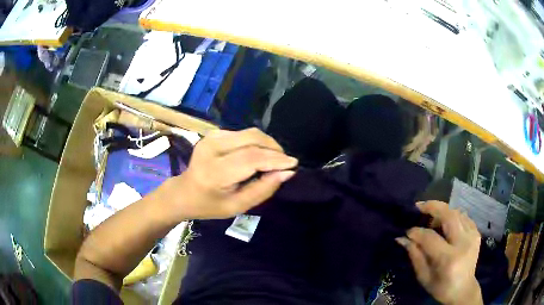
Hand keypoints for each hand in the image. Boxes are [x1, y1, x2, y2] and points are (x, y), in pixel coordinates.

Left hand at [163, 128, 297, 219]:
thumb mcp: (238, 206)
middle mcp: (211, 148)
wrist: (184, 192)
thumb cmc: (210, 205)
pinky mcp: (213, 133)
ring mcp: (211, 137)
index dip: (275, 159)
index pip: (251, 158)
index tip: (293, 163)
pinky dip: (256, 143)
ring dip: (267, 144)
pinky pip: (243, 134)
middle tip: (285, 162)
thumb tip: (287, 172)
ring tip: (274, 159)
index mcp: (214, 172)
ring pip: (250, 133)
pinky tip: (257, 155)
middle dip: (274, 149)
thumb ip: (263, 189)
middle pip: (252, 139)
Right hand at [396, 201, 482, 304]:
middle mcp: (463, 243)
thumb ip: (415, 255)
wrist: (463, 289)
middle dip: (432, 207)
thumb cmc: (441, 288)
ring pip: (456, 213)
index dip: (417, 232)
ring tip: (432, 218)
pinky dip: (452, 216)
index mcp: (449, 259)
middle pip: (449, 215)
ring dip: (442, 212)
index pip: (431, 238)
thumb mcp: (424, 276)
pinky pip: (463, 217)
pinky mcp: (476, 233)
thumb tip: (402, 238)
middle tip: (419, 206)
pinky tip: (445, 224)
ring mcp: (472, 236)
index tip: (407, 231)